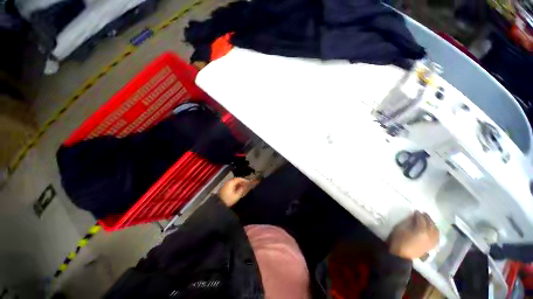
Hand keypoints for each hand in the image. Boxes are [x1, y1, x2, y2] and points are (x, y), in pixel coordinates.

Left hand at [218, 178, 255, 206]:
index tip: (248, 182)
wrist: (219, 205)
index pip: (238, 179)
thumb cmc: (228, 200)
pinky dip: (235, 186)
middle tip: (246, 184)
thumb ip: (242, 189)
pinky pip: (230, 185)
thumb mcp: (237, 195)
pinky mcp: (224, 189)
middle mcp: (227, 183)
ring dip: (238, 184)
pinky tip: (237, 189)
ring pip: (233, 182)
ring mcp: (225, 185)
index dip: (244, 180)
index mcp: (230, 183)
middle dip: (241, 181)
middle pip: (235, 180)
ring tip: (242, 187)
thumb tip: (245, 185)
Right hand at [387, 211, 438, 259]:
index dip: (418, 214)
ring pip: (436, 231)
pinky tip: (433, 230)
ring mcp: (431, 241)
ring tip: (429, 220)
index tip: (416, 210)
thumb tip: (413, 217)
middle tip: (423, 213)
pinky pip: (436, 237)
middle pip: (431, 224)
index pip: (422, 219)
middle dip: (427, 218)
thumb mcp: (401, 228)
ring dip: (433, 224)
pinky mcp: (431, 246)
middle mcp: (429, 235)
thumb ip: (409, 222)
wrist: (401, 254)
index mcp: (421, 231)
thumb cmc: (399, 239)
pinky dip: (435, 232)